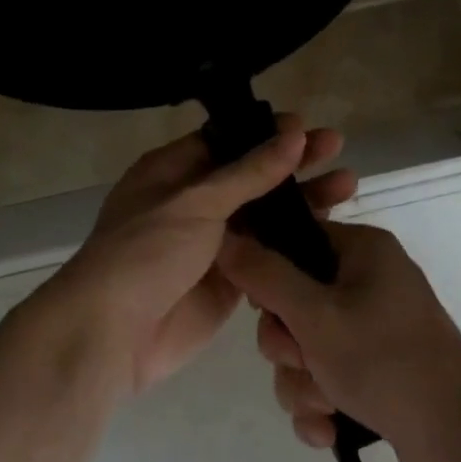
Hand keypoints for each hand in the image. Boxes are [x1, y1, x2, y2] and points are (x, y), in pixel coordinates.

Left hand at [37, 117, 356, 397]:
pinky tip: (332, 233)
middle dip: (293, 163)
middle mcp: (193, 203)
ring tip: (348, 185)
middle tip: (337, 148)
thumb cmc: (146, 252)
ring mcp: (212, 244)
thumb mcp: (196, 203)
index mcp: (172, 171)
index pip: (226, 141)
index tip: (307, 127)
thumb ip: (248, 173)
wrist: (112, 334)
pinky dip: (295, 245)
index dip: (266, 133)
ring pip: (264, 216)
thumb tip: (293, 134)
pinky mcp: (229, 282)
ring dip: (301, 202)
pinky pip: (267, 256)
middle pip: (251, 176)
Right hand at [216, 222, 460, 461]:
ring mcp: (374, 331)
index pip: (296, 240)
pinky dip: (322, 405)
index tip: (262, 307)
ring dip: (303, 382)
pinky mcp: (376, 373)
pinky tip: (332, 431)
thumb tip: (226, 236)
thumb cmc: (385, 362)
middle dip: (288, 345)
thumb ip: (265, 276)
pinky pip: (326, 379)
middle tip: (303, 360)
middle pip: (293, 302)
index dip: (269, 273)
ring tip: (327, 406)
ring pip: (304, 348)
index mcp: (362, 251)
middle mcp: (368, 283)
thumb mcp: (316, 315)